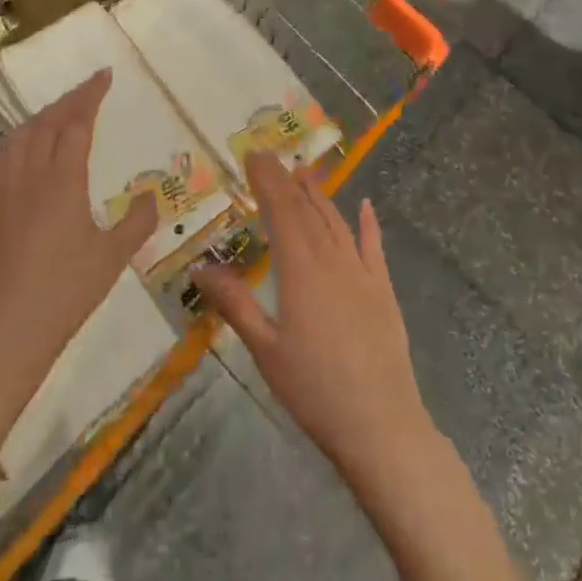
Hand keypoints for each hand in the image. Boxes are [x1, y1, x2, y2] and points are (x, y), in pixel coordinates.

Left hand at [0, 69, 155, 394]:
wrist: (12, 328)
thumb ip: (137, 221)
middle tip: (88, 89)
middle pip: (47, 123)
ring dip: (39, 118)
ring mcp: (0, 190)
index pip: (77, 123)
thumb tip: (153, 194)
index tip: (104, 76)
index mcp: (64, 181)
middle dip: (69, 100)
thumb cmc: (69, 291)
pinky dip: (8, 143)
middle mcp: (30, 175)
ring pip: (18, 137)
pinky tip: (13, 147)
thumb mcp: (114, 257)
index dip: (91, 96)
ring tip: (56, 113)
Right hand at [195, 153, 436, 485]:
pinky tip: (365, 206)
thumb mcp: (265, 349)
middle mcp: (332, 260)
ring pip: (337, 222)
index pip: (281, 210)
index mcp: (300, 269)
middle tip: (270, 157)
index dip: (267, 179)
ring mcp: (361, 273)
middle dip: (286, 180)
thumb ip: (234, 304)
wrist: (381, 425)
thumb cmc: (314, 389)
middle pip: (306, 209)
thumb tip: (199, 268)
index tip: (253, 155)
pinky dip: (367, 223)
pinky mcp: (383, 291)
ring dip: (319, 195)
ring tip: (304, 173)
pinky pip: (373, 247)